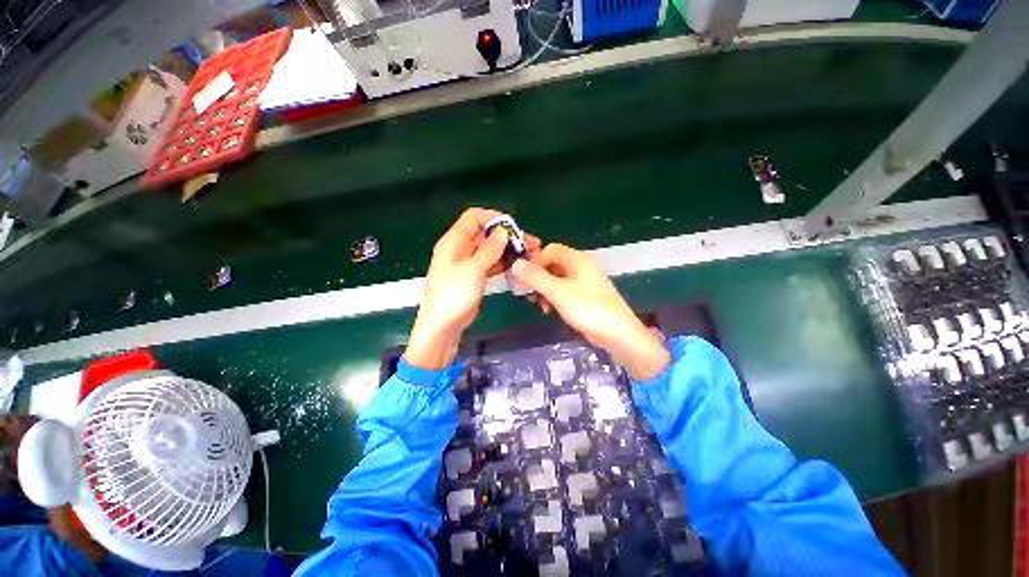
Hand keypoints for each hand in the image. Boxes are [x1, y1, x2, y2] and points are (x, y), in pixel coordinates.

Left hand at [405, 208, 538, 369]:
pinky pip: (490, 264)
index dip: (493, 217)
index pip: (473, 217)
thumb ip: (489, 249)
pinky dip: (503, 263)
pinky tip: (517, 266)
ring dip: (508, 250)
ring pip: (490, 249)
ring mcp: (468, 264)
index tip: (513, 227)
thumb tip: (503, 232)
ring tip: (529, 255)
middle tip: (529, 243)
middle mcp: (460, 249)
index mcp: (454, 241)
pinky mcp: (475, 277)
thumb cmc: (453, 295)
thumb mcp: (472, 269)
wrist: (443, 326)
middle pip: (485, 233)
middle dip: (506, 236)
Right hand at [511, 244, 670, 379]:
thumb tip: (515, 264)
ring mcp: (584, 281)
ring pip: (557, 278)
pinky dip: (554, 297)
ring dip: (544, 289)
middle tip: (528, 293)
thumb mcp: (557, 292)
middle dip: (538, 277)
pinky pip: (564, 290)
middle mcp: (581, 266)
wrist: (618, 333)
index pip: (549, 250)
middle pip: (552, 264)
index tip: (523, 278)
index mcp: (577, 259)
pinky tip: (550, 309)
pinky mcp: (585, 295)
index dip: (534, 261)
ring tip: (539, 304)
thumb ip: (535, 277)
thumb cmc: (587, 308)